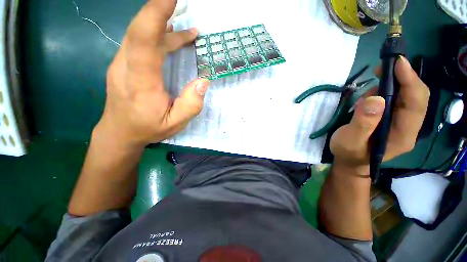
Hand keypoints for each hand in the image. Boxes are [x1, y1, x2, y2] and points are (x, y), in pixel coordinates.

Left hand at [96, 0, 209, 148]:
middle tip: (180, 3)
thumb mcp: (175, 123)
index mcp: (140, 82)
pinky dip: (158, 34)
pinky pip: (140, 42)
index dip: (155, 14)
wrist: (120, 132)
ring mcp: (123, 62)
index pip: (144, 40)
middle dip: (159, 10)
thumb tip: (203, 81)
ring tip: (188, 30)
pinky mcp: (126, 63)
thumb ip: (191, 105)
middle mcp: (126, 66)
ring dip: (163, 24)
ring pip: (141, 34)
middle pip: (140, 29)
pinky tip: (172, 34)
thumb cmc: (148, 128)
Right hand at [330, 57, 429, 174]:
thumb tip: (375, 98)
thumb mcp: (350, 140)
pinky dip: (388, 91)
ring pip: (407, 97)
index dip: (410, 80)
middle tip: (384, 67)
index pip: (415, 103)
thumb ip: (363, 123)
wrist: (350, 162)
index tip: (398, 62)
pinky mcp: (393, 120)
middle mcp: (408, 127)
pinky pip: (397, 101)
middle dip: (404, 78)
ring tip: (375, 83)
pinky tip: (373, 95)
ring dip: (394, 84)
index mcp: (402, 135)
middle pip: (416, 97)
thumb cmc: (349, 153)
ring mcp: (401, 124)